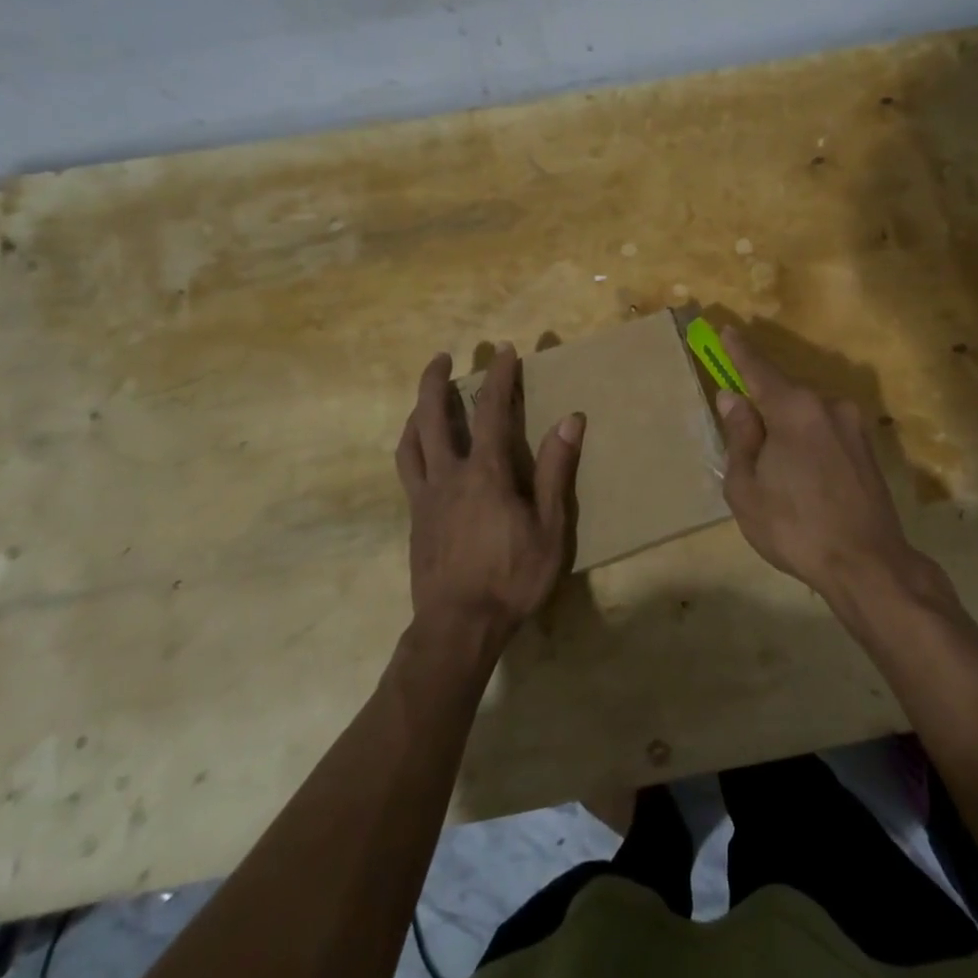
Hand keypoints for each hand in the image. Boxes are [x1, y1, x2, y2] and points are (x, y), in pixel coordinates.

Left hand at [394, 346, 583, 646]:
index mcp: (486, 473)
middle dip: (436, 381)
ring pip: (411, 441)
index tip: (504, 350)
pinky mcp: (415, 518)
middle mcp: (449, 475)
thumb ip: (556, 472)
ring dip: (417, 411)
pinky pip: (407, 469)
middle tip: (441, 357)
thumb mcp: (550, 528)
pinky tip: (420, 451)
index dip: (498, 376)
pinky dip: (411, 446)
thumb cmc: (512, 578)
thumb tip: (570, 420)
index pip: (490, 411)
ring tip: (426, 397)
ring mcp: (426, 497)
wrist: (458, 627)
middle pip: (432, 416)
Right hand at [714, 327, 936, 605]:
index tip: (726, 331)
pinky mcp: (868, 449)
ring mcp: (853, 426)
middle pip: (785, 393)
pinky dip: (807, 442)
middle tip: (742, 431)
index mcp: (796, 409)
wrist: (868, 565)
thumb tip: (733, 399)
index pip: (759, 370)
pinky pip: (826, 432)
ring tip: (774, 470)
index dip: (738, 351)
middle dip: (762, 404)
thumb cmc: (795, 527)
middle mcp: (829, 406)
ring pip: (807, 415)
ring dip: (786, 428)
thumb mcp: (747, 487)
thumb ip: (740, 436)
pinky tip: (802, 477)